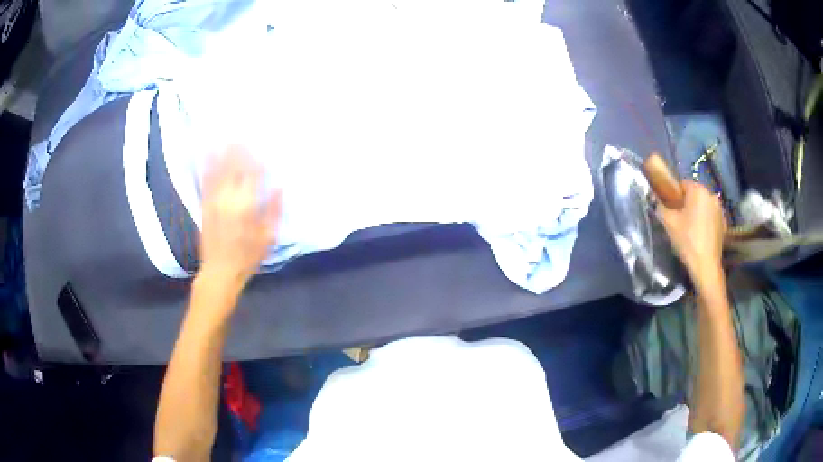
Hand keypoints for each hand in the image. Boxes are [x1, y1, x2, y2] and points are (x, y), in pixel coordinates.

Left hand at [199, 146, 281, 289]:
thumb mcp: (268, 237)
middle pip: (234, 167)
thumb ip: (274, 210)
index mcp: (246, 205)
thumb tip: (280, 186)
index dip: (256, 158)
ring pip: (218, 171)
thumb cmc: (248, 256)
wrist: (219, 272)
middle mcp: (228, 198)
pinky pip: (205, 181)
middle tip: (241, 135)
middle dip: (238, 150)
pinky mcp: (204, 206)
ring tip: (225, 138)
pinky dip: (207, 166)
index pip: (252, 174)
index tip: (260, 146)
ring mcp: (214, 200)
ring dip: (222, 153)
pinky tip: (208, 155)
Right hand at [657, 181, 725, 279]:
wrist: (706, 266)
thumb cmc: (687, 240)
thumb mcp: (669, 223)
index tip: (670, 210)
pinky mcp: (723, 224)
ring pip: (703, 206)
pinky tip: (699, 236)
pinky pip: (710, 217)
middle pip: (694, 195)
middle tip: (678, 221)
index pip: (682, 185)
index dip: (674, 196)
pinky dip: (705, 223)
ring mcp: (719, 210)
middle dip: (686, 205)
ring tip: (689, 230)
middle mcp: (711, 195)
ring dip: (696, 213)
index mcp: (698, 190)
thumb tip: (655, 200)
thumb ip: (660, 207)